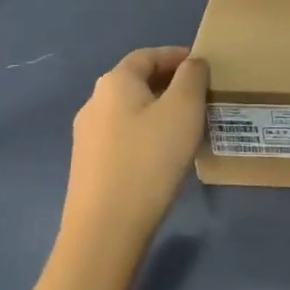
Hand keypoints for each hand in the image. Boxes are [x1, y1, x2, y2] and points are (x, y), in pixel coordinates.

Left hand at [59, 46, 208, 260]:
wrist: (104, 233)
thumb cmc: (149, 160)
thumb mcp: (184, 109)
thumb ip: (192, 77)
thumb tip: (193, 63)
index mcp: (114, 82)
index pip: (148, 56)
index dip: (176, 56)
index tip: (202, 66)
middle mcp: (94, 102)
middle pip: (136, 82)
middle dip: (168, 84)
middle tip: (199, 97)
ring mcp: (86, 137)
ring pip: (129, 112)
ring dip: (156, 112)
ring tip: (184, 128)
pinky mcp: (87, 168)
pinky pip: (121, 138)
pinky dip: (144, 136)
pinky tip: (161, 157)